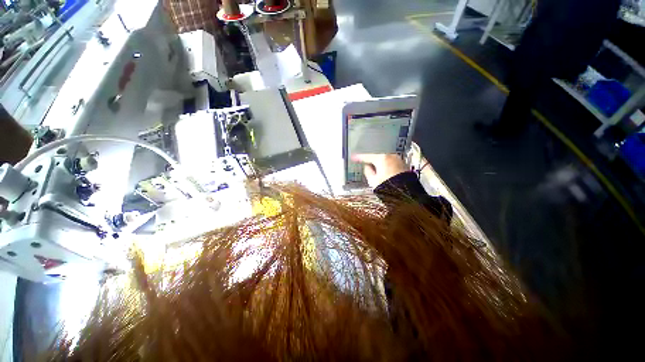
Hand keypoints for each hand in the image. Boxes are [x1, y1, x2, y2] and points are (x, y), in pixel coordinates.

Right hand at [351, 153, 407, 187]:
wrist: (406, 193)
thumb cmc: (389, 187)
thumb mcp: (373, 181)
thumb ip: (367, 171)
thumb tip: (367, 167)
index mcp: (382, 158)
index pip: (367, 156)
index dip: (359, 157)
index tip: (354, 157)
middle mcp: (391, 156)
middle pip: (377, 155)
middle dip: (370, 158)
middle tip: (363, 160)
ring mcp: (398, 159)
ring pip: (384, 157)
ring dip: (378, 160)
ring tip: (372, 165)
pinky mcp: (402, 164)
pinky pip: (390, 161)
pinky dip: (384, 163)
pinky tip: (382, 168)